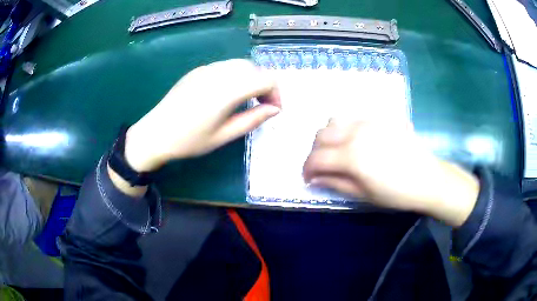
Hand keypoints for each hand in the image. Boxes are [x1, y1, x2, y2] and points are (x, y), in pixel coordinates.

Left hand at [124, 59, 280, 171]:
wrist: (155, 133)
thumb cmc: (190, 140)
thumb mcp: (224, 135)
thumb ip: (253, 119)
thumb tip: (274, 109)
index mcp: (228, 90)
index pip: (267, 79)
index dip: (276, 93)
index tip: (272, 110)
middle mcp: (220, 72)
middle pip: (255, 68)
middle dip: (265, 85)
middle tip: (261, 105)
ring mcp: (207, 68)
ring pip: (241, 64)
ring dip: (251, 78)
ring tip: (246, 99)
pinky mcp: (198, 70)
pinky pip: (225, 66)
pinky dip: (236, 75)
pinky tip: (227, 93)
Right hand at [302, 120, 479, 226]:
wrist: (427, 178)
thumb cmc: (396, 193)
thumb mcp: (364, 194)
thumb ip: (335, 183)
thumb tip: (315, 178)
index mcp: (352, 156)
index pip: (316, 158)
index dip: (307, 169)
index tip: (308, 178)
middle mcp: (356, 132)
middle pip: (321, 135)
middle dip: (315, 151)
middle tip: (322, 166)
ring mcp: (369, 121)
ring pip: (335, 120)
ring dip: (329, 136)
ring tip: (337, 150)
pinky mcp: (380, 117)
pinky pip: (354, 117)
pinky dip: (346, 127)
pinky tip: (356, 140)